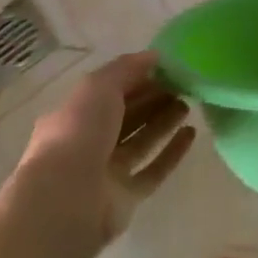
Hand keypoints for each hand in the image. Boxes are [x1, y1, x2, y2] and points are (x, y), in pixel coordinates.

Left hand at [13, 51, 195, 249]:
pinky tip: (191, 133)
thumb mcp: (99, 86)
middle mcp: (89, 143)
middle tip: (184, 84)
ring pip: (141, 141)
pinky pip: (153, 170)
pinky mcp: (125, 198)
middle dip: (154, 98)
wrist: (66, 201)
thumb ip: (127, 68)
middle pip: (128, 116)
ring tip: (190, 103)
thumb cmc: (78, 133)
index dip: (138, 77)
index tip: (167, 67)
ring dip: (165, 121)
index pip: (110, 91)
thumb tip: (154, 56)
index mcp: (75, 116)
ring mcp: (107, 172)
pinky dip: (172, 152)